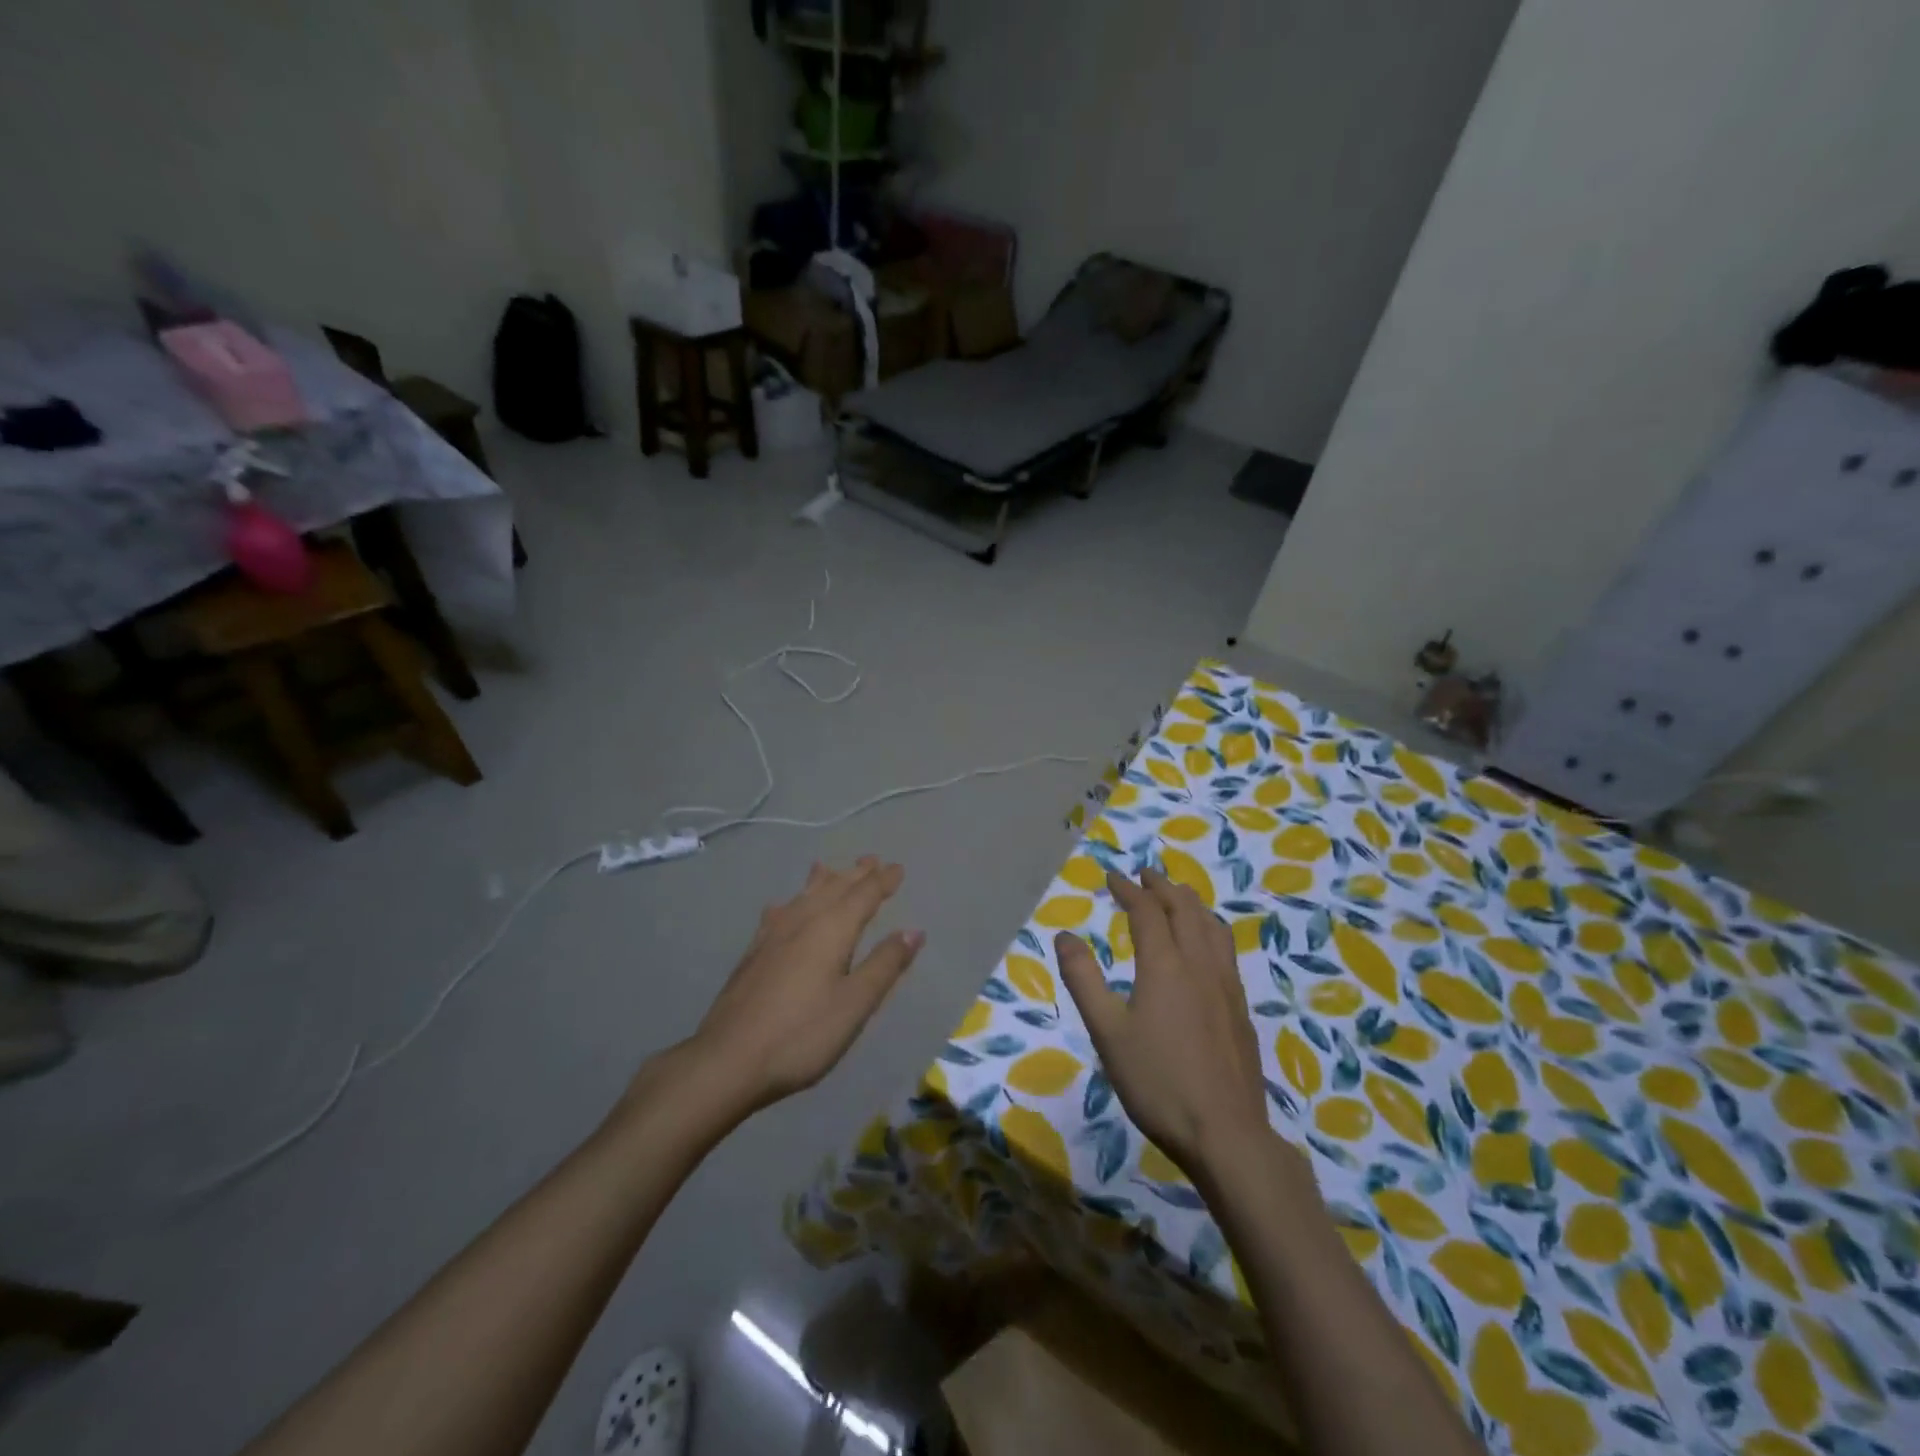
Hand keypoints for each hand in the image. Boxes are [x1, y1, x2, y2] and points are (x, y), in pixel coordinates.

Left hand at [684, 856, 922, 1116]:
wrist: (728, 1060)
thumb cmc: (802, 1034)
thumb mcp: (854, 1004)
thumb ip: (885, 965)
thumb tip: (913, 930)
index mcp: (831, 930)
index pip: (864, 895)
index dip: (883, 881)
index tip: (898, 868)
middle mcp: (802, 922)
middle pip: (833, 889)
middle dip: (855, 875)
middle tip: (871, 860)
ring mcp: (772, 936)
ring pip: (804, 897)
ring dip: (822, 881)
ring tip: (829, 868)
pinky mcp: (753, 954)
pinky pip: (778, 913)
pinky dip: (791, 902)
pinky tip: (782, 907)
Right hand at [1054, 867, 1268, 1178]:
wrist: (1226, 1133)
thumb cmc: (1157, 1082)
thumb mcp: (1107, 1032)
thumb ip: (1084, 980)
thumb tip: (1064, 936)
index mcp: (1165, 965)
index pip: (1146, 911)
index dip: (1128, 889)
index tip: (1112, 877)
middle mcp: (1199, 964)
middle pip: (1184, 909)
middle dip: (1162, 887)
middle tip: (1144, 875)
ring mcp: (1226, 985)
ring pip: (1212, 926)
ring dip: (1191, 903)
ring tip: (1178, 897)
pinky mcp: (1240, 1008)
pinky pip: (1225, 948)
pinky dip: (1210, 928)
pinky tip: (1206, 946)